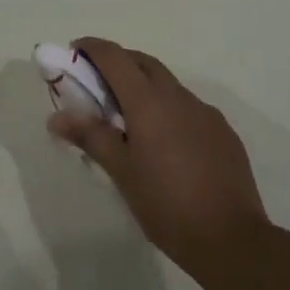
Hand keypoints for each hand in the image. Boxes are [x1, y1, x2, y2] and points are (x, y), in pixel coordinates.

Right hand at [47, 37, 270, 274]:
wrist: (233, 241)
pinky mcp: (223, 132)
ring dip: (145, 87)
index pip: (114, 55)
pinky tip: (168, 145)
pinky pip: (189, 108)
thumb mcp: (122, 172)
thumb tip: (56, 117)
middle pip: (142, 62)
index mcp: (148, 100)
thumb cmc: (167, 205)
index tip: (74, 53)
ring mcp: (204, 112)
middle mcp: (177, 95)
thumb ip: (90, 136)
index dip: (91, 48)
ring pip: (168, 84)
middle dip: (118, 63)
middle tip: (98, 85)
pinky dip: (170, 111)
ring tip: (132, 120)